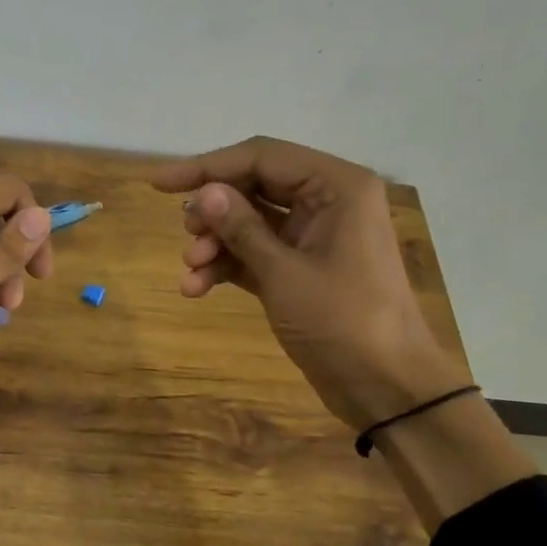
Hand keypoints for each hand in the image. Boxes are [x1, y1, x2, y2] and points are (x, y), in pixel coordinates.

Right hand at [153, 137, 467, 430]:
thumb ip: (241, 228)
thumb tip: (203, 193)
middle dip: (214, 212)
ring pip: (250, 222)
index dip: (207, 167)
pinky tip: (196, 288)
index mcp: (336, 186)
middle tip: (187, 235)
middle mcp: (327, 201)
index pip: (261, 157)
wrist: (386, 387)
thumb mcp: (284, 273)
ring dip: (216, 243)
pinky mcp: (301, 267)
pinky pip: (255, 252)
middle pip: (253, 186)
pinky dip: (227, 265)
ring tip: (190, 270)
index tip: (160, 185)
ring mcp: (314, 235)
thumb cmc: (343, 322)